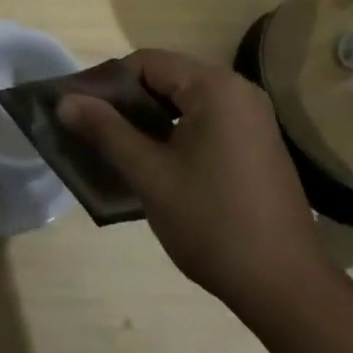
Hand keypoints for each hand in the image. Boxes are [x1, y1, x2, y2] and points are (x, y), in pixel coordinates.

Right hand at [59, 49, 330, 309]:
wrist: (288, 289)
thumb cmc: (213, 224)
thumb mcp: (150, 175)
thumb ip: (106, 131)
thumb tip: (64, 101)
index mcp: (215, 87)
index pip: (147, 62)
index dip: (109, 82)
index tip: (81, 110)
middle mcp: (238, 90)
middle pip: (167, 78)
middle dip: (128, 101)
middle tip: (94, 129)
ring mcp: (253, 118)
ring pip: (186, 101)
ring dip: (151, 118)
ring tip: (118, 147)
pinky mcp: (259, 143)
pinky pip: (207, 120)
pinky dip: (177, 132)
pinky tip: (158, 162)